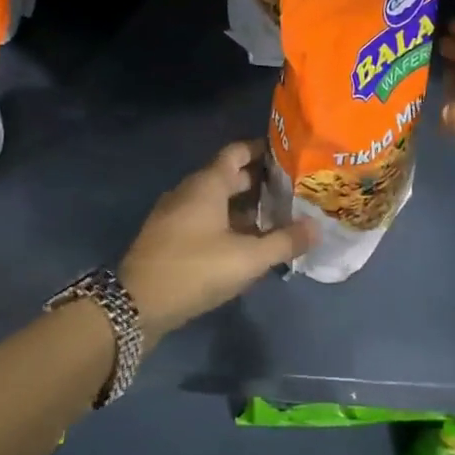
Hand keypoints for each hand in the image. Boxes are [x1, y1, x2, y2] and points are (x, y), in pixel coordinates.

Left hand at [119, 140, 315, 343]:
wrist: (137, 304)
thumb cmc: (195, 269)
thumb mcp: (247, 259)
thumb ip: (284, 241)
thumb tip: (317, 227)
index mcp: (207, 183)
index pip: (237, 151)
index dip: (262, 150)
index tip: (288, 156)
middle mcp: (189, 189)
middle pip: (228, 176)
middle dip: (259, 182)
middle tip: (290, 191)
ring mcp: (175, 212)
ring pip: (215, 199)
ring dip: (243, 206)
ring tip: (274, 218)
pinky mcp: (168, 235)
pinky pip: (203, 217)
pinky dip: (226, 222)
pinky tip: (244, 242)